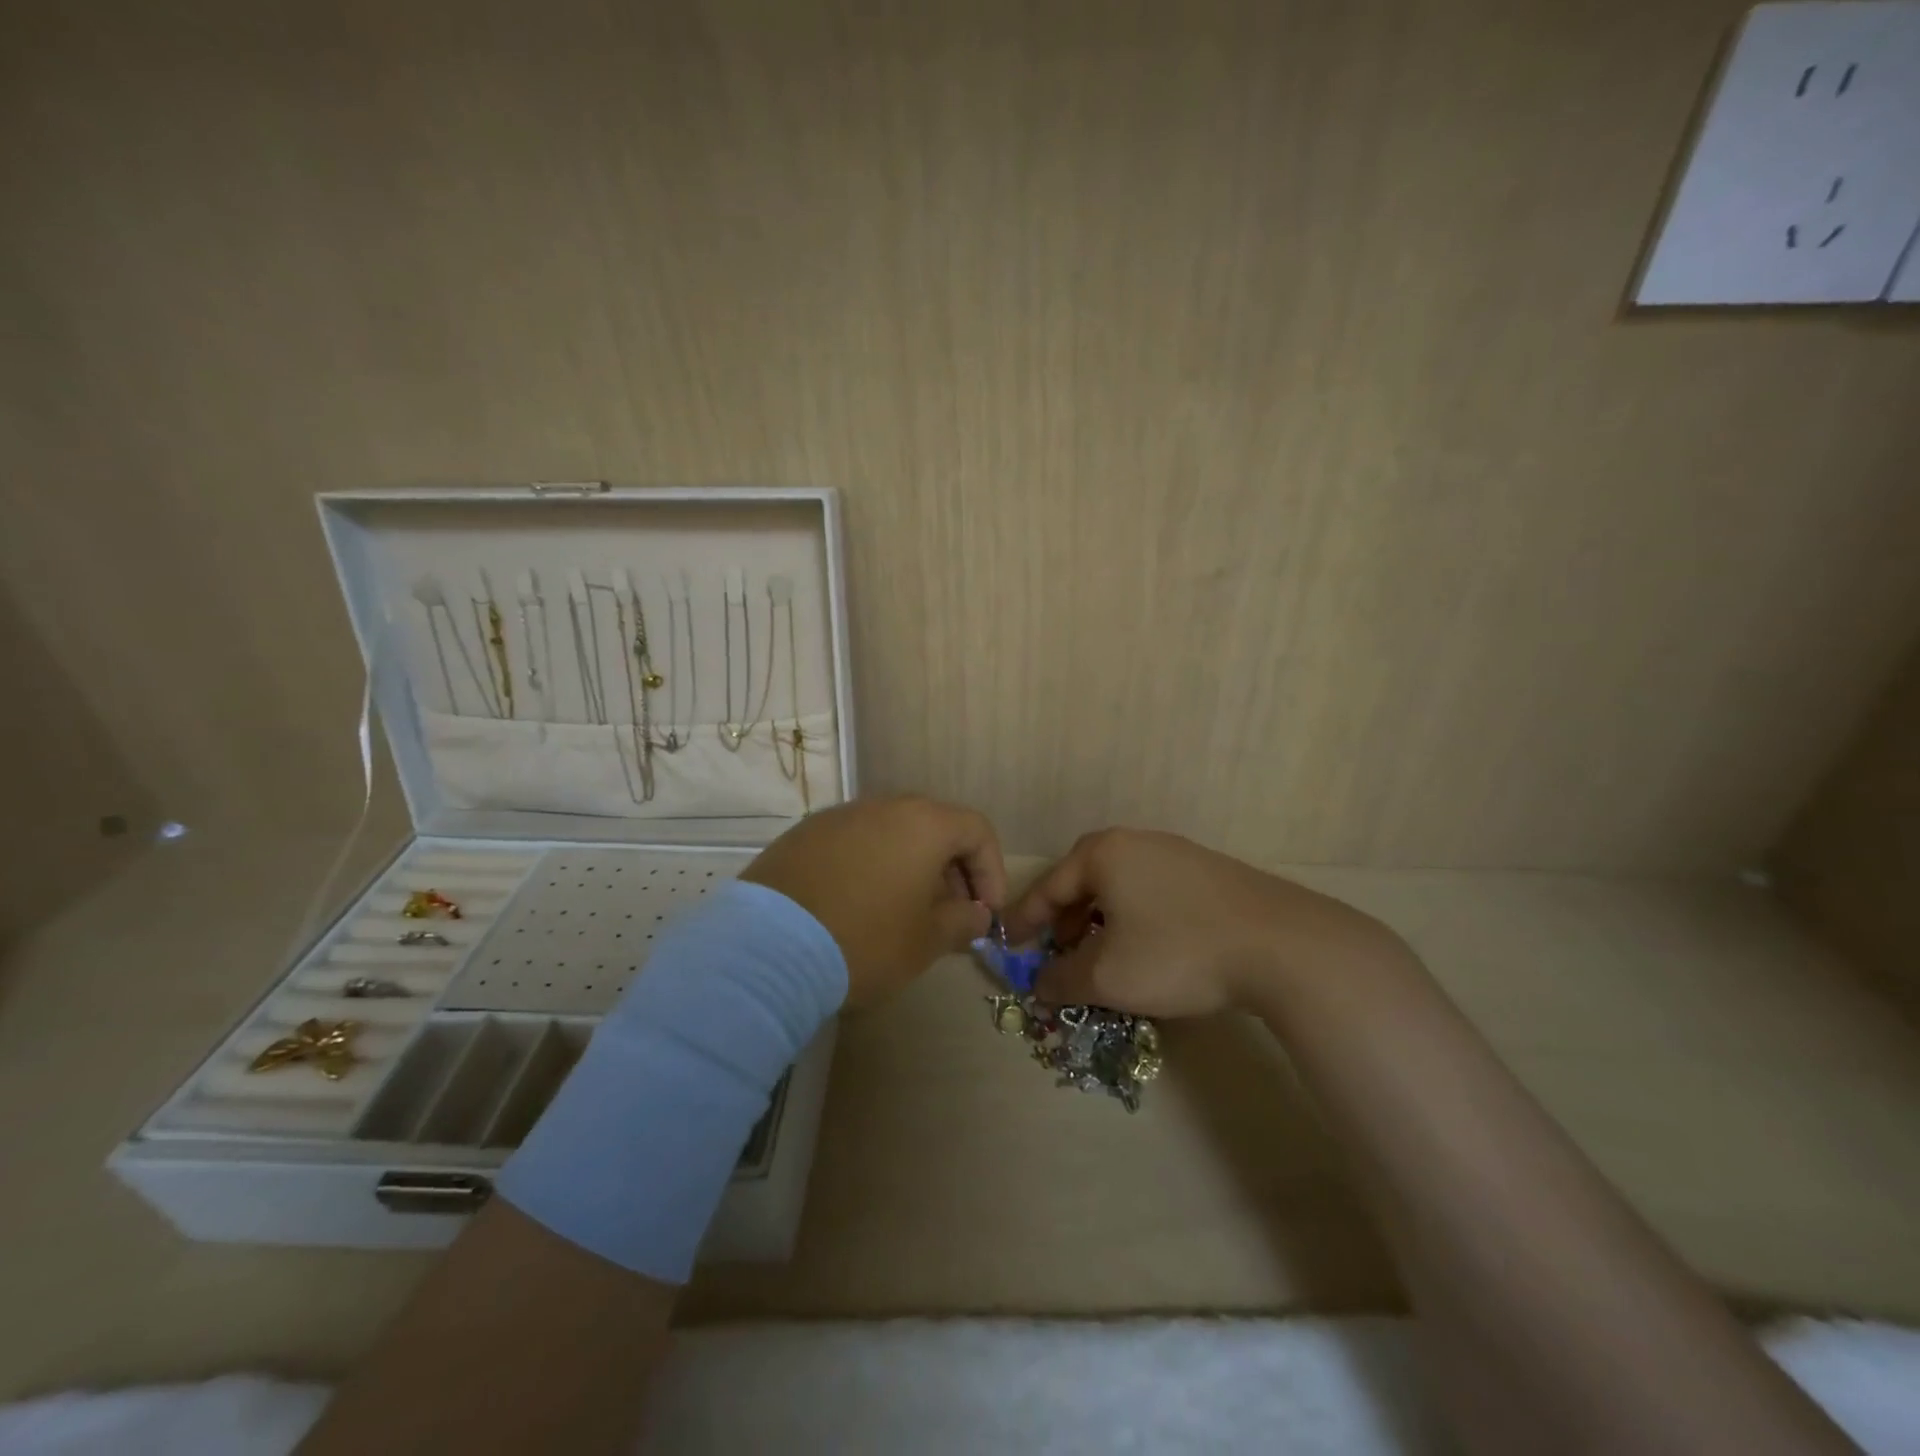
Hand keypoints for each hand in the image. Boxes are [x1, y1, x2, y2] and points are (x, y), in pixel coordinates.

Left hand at [742, 796, 1006, 1006]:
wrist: (768, 947)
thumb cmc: (865, 940)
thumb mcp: (926, 941)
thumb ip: (961, 921)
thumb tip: (974, 913)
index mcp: (923, 823)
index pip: (976, 830)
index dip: (991, 871)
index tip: (984, 912)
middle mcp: (883, 806)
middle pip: (933, 827)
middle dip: (951, 870)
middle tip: (948, 914)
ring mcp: (838, 816)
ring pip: (891, 833)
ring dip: (909, 867)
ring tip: (902, 912)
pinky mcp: (803, 835)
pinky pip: (854, 843)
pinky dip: (869, 867)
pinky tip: (857, 906)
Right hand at [1004, 828, 1411, 1018]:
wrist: (1282, 945)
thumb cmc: (1178, 952)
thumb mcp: (1108, 977)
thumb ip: (1063, 980)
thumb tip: (1040, 985)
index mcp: (1104, 854)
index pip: (1049, 886)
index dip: (1025, 920)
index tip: (1007, 943)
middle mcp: (1137, 842)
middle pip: (1084, 879)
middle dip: (1065, 918)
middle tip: (1058, 951)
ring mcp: (1178, 853)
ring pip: (1121, 885)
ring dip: (1101, 919)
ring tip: (1102, 954)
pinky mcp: (1210, 872)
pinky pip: (1153, 890)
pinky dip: (1136, 917)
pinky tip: (1150, 947)